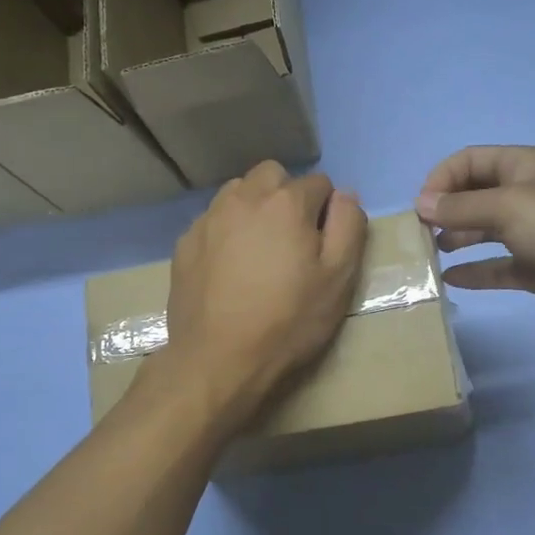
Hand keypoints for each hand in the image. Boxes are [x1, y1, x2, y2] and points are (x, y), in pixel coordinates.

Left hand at [160, 161, 366, 422]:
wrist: (217, 359)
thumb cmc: (288, 321)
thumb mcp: (338, 279)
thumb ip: (348, 227)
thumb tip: (345, 195)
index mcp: (286, 202)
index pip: (319, 183)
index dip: (327, 211)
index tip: (322, 245)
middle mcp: (244, 197)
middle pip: (273, 174)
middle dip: (287, 195)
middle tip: (291, 239)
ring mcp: (209, 218)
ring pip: (238, 191)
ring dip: (254, 207)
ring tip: (259, 250)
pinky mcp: (186, 241)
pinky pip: (213, 219)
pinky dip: (226, 230)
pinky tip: (229, 267)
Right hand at [416, 146, 534, 340]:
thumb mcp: (508, 207)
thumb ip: (461, 207)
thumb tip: (421, 204)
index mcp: (523, 166)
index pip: (471, 161)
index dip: (442, 178)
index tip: (421, 207)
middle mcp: (526, 195)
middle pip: (475, 195)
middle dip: (445, 209)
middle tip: (419, 234)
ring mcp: (532, 233)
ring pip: (483, 230)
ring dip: (456, 238)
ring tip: (429, 254)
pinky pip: (496, 266)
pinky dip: (474, 271)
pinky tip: (450, 279)